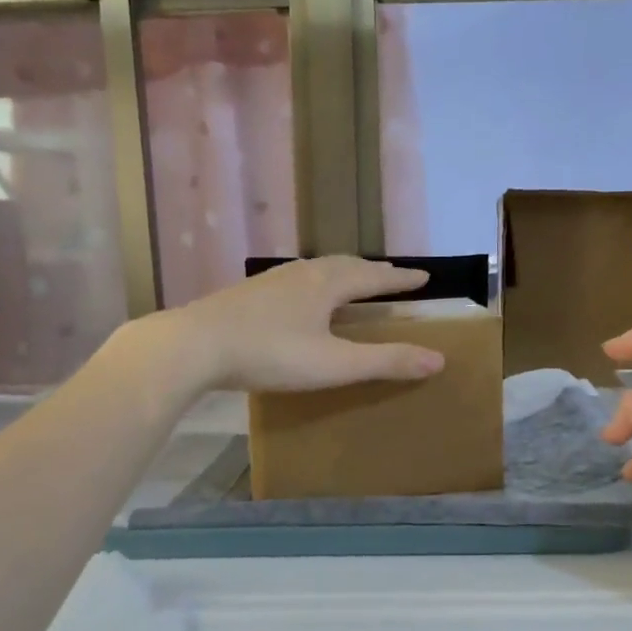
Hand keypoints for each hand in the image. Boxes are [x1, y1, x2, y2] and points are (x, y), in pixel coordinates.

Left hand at [158, 256, 444, 392]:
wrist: (193, 346)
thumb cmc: (270, 354)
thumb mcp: (334, 364)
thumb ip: (385, 362)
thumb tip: (438, 359)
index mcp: (327, 285)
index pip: (375, 277)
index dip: (401, 279)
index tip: (425, 276)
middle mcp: (301, 273)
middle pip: (346, 265)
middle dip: (373, 271)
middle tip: (392, 276)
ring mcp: (270, 281)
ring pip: (317, 269)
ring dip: (342, 274)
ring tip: (352, 282)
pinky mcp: (247, 294)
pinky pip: (294, 280)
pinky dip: (314, 283)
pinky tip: (301, 299)